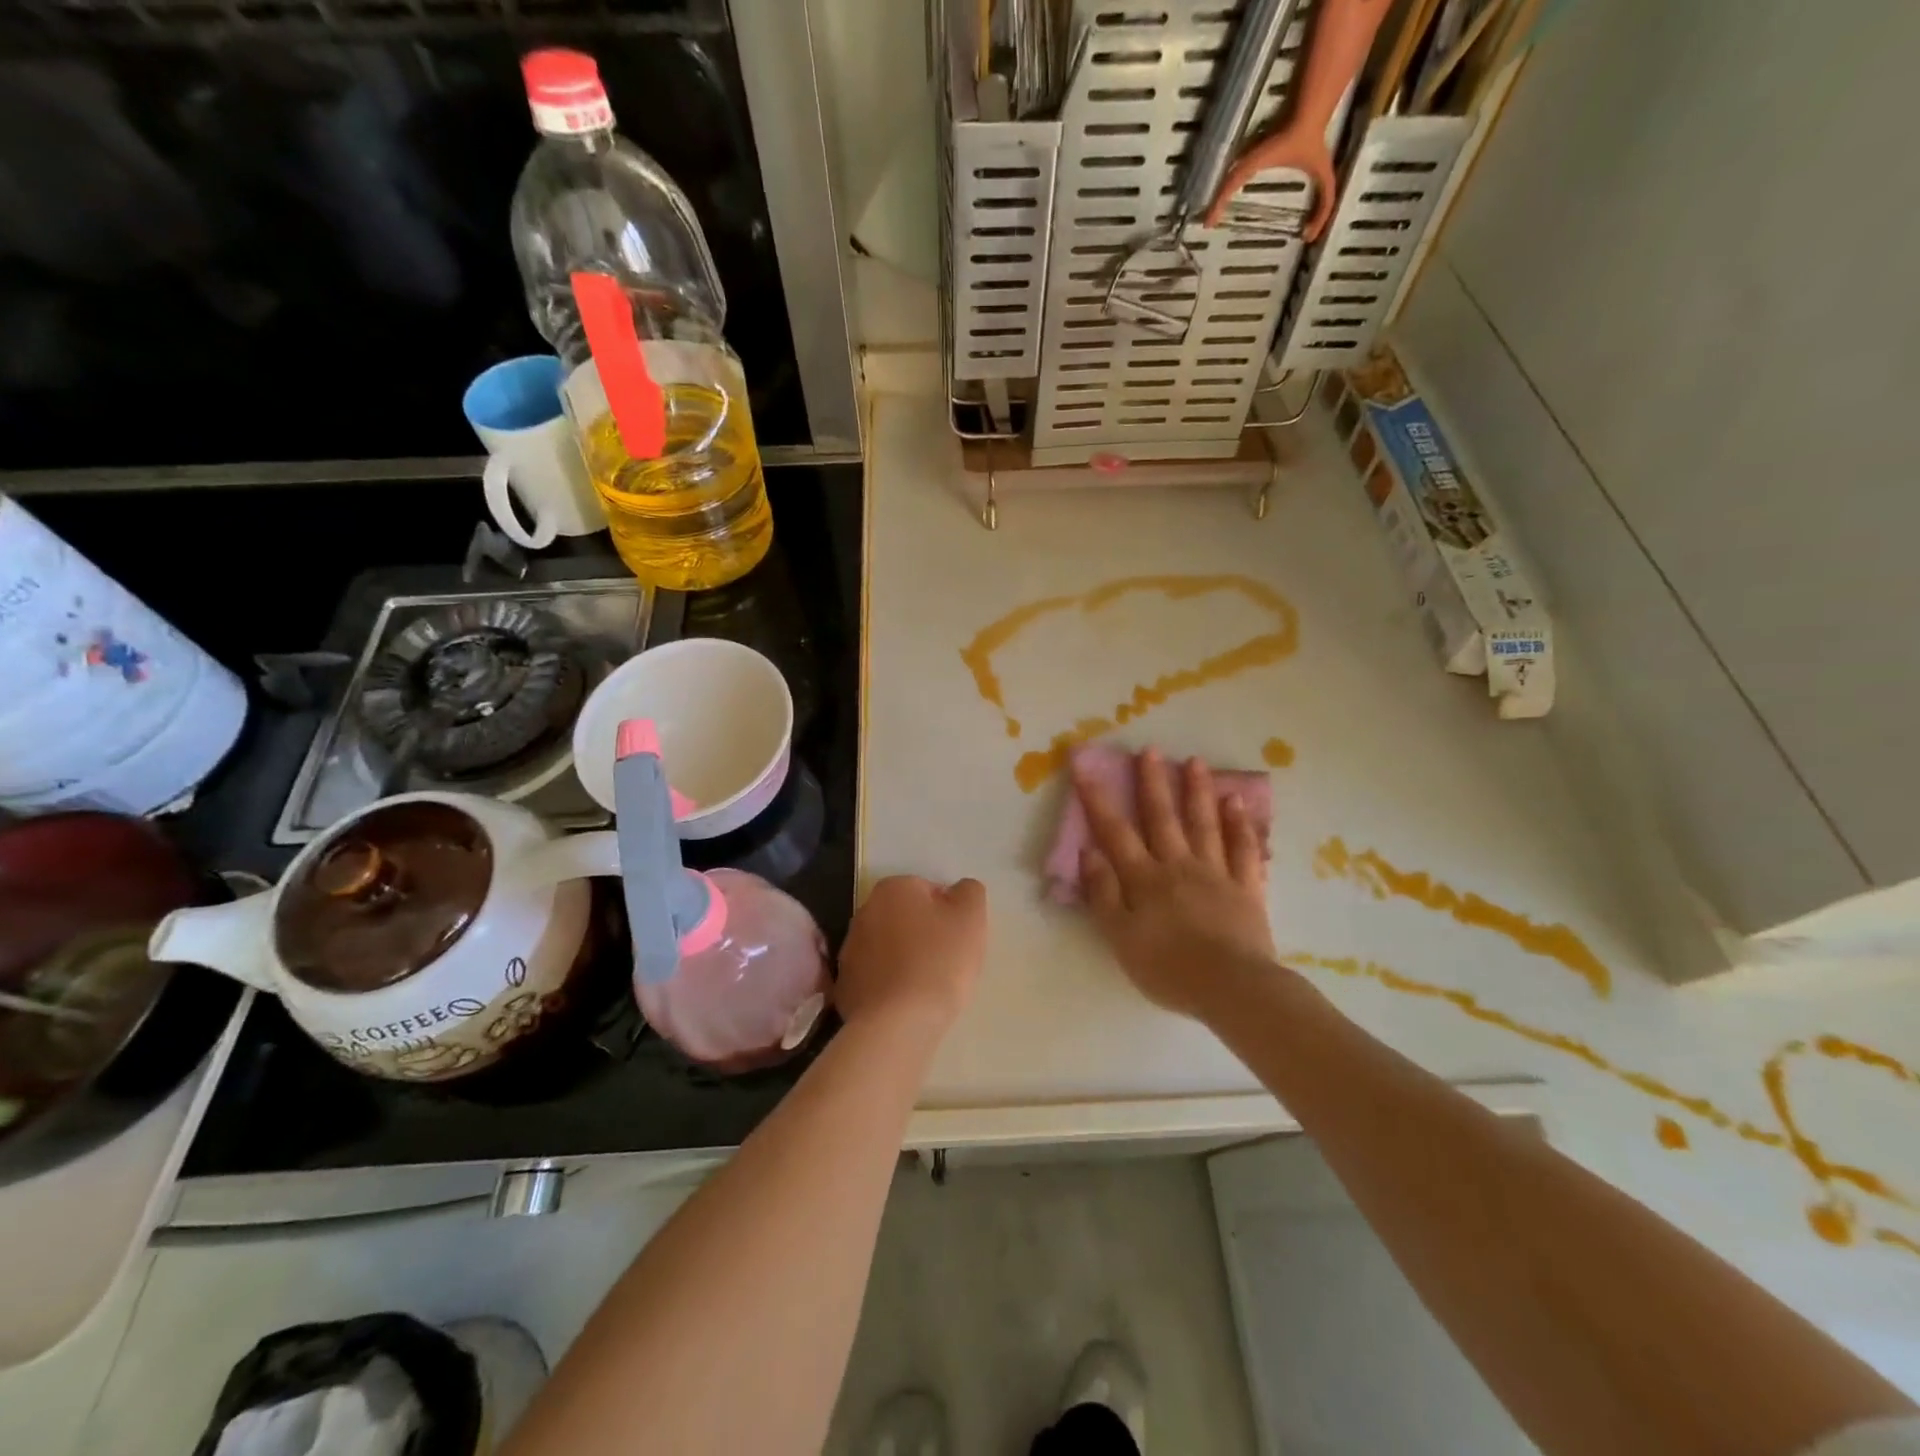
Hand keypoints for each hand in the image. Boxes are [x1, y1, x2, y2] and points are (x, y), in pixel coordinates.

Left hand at [837, 876, 988, 1041]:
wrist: (899, 1023)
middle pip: (905, 917)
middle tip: (946, 961)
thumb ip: (968, 891)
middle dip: (924, 933)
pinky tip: (905, 1003)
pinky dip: (888, 984)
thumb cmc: (940, 961)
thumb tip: (958, 890)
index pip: (929, 891)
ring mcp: (849, 949)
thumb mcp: (971, 917)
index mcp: (893, 888)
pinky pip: (875, 976)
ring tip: (926, 985)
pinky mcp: (844, 985)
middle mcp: (864, 911)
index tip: (959, 940)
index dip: (949, 914)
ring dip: (905, 958)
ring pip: (888, 946)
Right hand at [1076, 749, 1275, 1020]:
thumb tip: (1089, 852)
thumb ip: (1103, 894)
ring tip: (1195, 762)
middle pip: (1163, 817)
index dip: (1098, 798)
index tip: (1085, 765)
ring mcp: (1216, 873)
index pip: (1115, 832)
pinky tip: (1237, 803)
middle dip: (1153, 782)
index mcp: (1144, 879)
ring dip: (1197, 792)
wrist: (1232, 988)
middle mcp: (1178, 866)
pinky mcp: (1246, 889)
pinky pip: (1243, 850)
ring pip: (1204, 824)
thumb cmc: (1168, 968)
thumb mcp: (1120, 938)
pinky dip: (1240, 825)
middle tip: (1150, 750)